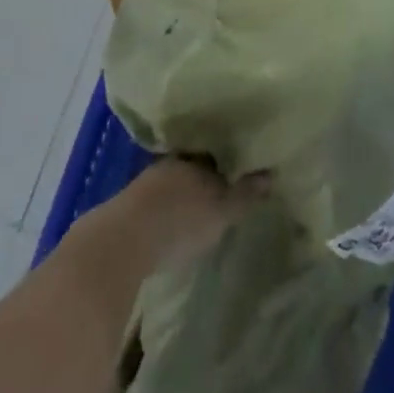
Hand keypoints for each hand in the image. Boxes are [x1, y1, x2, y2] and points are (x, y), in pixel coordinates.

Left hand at [107, 159, 268, 274]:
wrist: (122, 243)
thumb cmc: (180, 219)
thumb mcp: (221, 210)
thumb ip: (245, 193)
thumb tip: (270, 174)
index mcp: (192, 156)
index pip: (214, 149)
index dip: (228, 157)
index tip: (240, 163)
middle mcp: (169, 162)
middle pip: (192, 164)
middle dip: (205, 174)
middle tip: (222, 184)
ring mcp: (146, 184)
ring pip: (173, 182)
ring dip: (184, 192)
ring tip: (199, 205)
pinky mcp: (129, 209)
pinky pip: (157, 201)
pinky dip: (167, 208)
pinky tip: (173, 221)